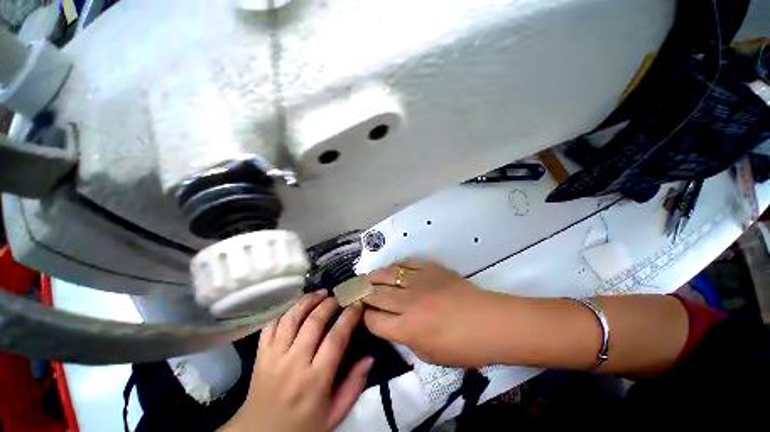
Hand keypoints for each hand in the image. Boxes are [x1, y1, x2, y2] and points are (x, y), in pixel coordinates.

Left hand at [222, 291, 372, 431]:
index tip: (358, 304)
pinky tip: (297, 306)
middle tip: (340, 295)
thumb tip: (370, 356)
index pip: (336, 338)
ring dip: (308, 300)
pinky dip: (284, 311)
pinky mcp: (260, 354)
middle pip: (313, 322)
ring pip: (291, 318)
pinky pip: (271, 325)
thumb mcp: (334, 415)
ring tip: (321, 293)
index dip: (349, 316)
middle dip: (330, 303)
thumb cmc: (302, 427)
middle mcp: (293, 363)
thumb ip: (354, 386)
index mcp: (314, 380)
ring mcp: (273, 357)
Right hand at [363, 259, 500, 367]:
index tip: (364, 315)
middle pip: (376, 294)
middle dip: (363, 294)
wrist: (491, 322)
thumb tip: (394, 324)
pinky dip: (397, 265)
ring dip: (374, 276)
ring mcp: (420, 282)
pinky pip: (408, 262)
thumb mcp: (430, 355)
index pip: (374, 321)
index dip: (365, 318)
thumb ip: (407, 339)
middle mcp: (409, 302)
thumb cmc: (464, 347)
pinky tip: (393, 268)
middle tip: (357, 291)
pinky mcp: (431, 269)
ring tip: (368, 277)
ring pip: (388, 275)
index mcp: (407, 329)